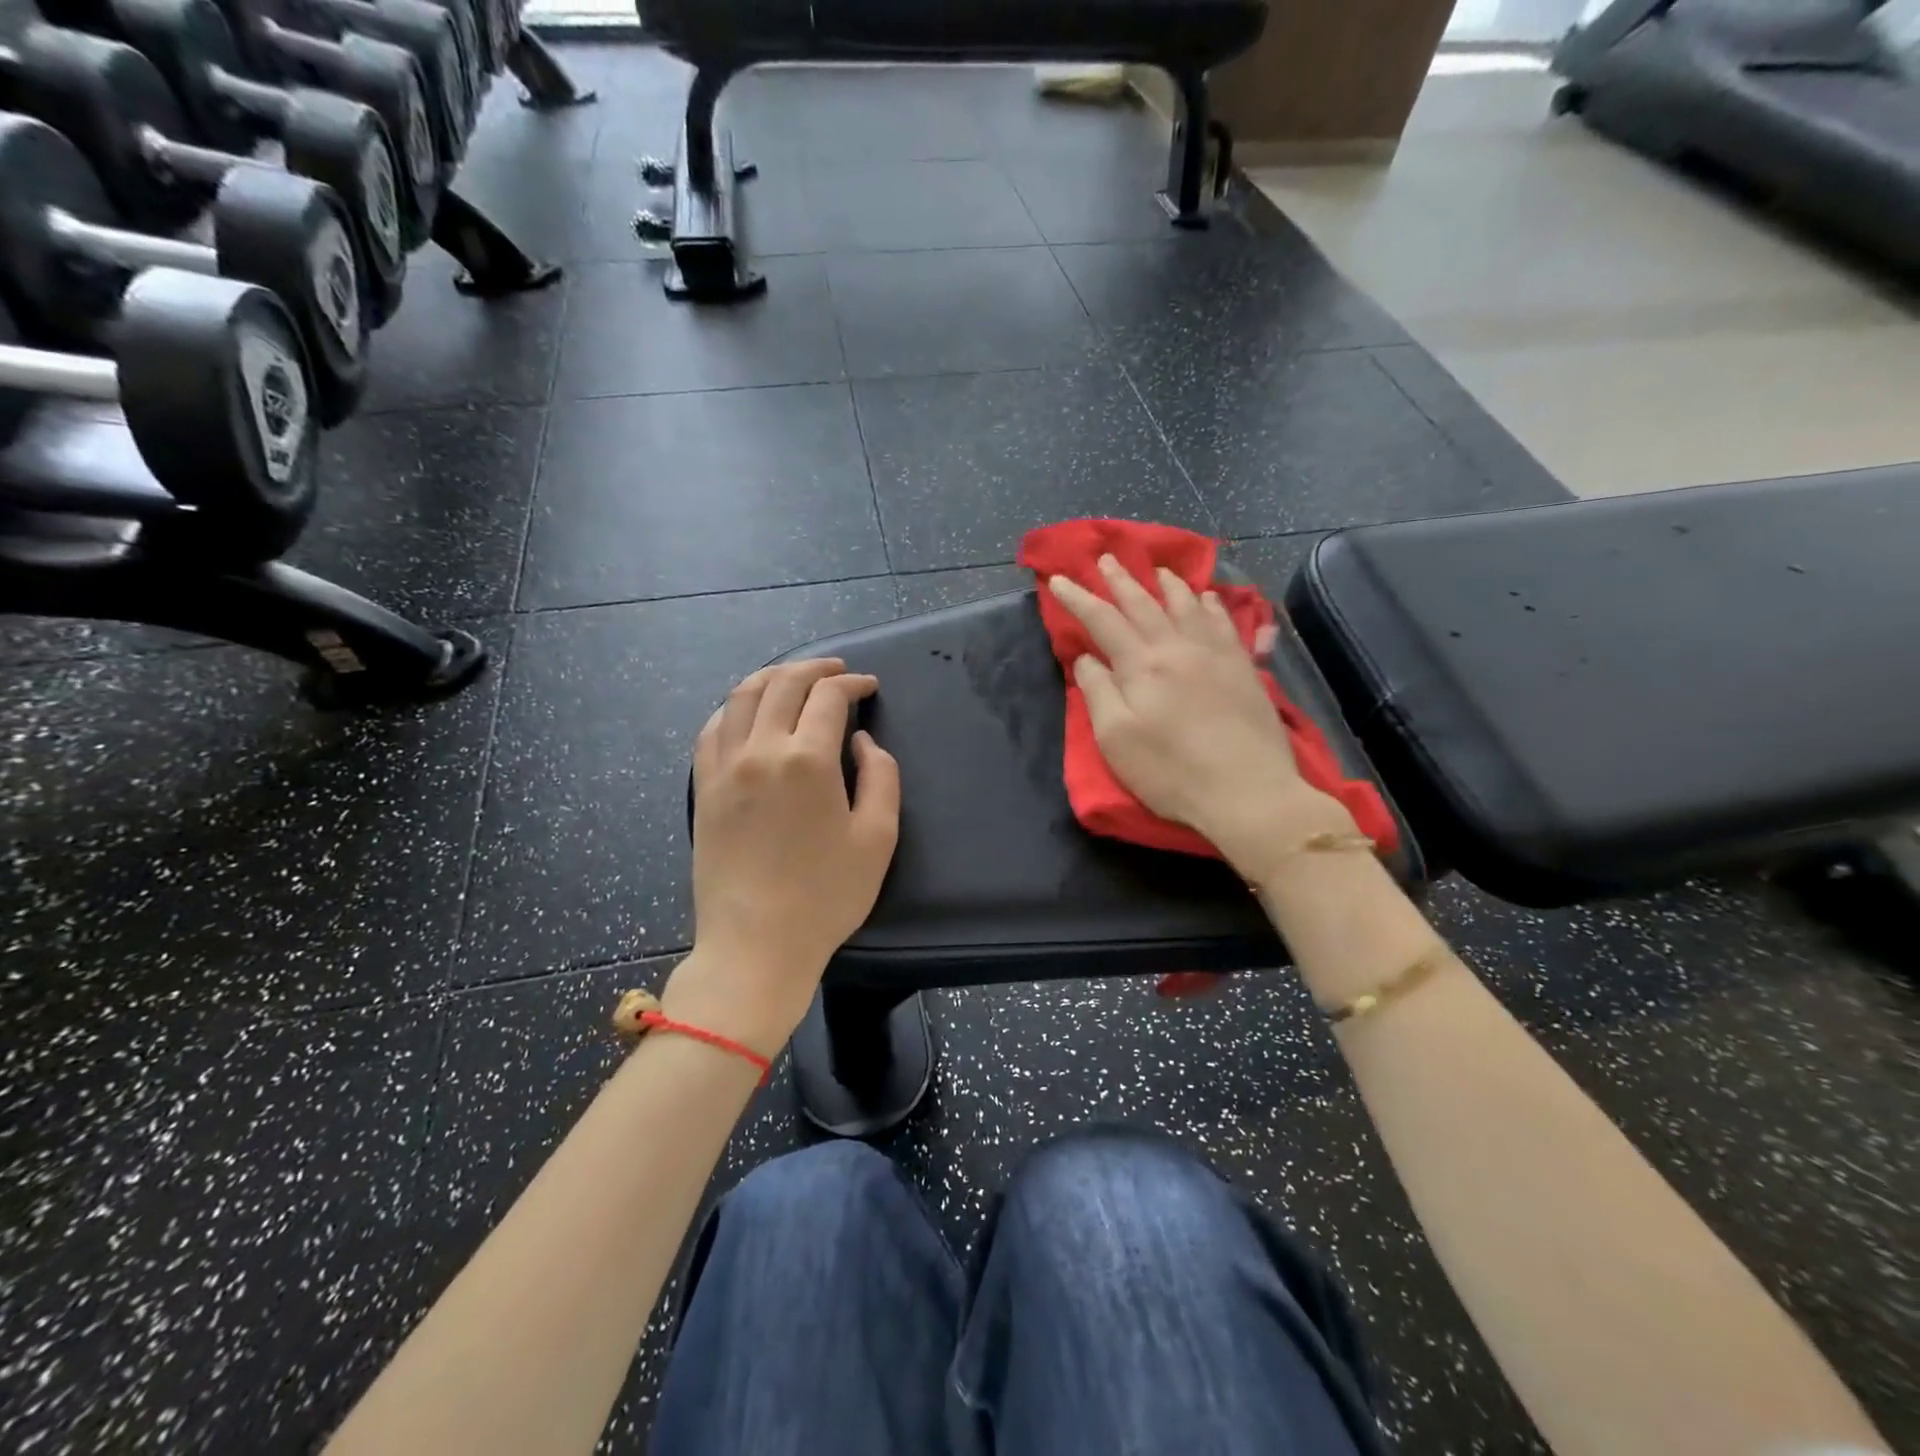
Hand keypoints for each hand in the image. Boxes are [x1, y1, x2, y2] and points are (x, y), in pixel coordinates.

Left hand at [670, 659, 900, 1056]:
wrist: (755, 944)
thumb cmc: (825, 896)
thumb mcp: (878, 838)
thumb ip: (880, 777)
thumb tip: (861, 742)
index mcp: (807, 760)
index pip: (828, 696)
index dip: (852, 683)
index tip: (868, 686)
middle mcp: (759, 750)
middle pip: (782, 684)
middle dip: (814, 668)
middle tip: (836, 671)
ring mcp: (723, 767)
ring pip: (741, 697)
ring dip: (772, 677)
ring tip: (793, 678)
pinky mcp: (703, 788)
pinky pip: (712, 729)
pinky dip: (734, 708)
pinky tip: (747, 712)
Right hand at [1047, 556, 1353, 876]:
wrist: (1248, 791)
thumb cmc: (1171, 772)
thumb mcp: (1116, 739)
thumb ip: (1099, 692)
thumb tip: (1088, 658)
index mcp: (1141, 665)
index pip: (1102, 620)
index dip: (1078, 598)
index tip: (1058, 579)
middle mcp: (1177, 647)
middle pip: (1144, 604)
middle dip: (1120, 580)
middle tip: (1106, 558)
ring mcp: (1215, 654)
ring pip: (1188, 606)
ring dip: (1168, 584)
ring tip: (1157, 569)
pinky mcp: (1244, 668)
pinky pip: (1225, 623)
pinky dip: (1212, 605)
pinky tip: (1208, 598)